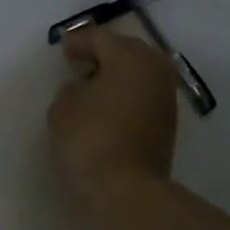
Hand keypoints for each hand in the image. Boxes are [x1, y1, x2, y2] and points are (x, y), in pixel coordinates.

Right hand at [48, 27, 177, 216]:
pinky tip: (105, 105)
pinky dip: (124, 94)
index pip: (100, 39)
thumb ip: (71, 88)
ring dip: (116, 75)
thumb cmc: (90, 138)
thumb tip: (83, 87)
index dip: (78, 42)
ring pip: (138, 74)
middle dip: (102, 54)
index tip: (62, 48)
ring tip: (90, 85)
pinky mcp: (166, 124)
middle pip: (126, 52)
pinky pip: (141, 96)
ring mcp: (165, 98)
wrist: (126, 189)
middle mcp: (155, 71)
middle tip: (78, 62)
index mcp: (131, 57)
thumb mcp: (63, 106)